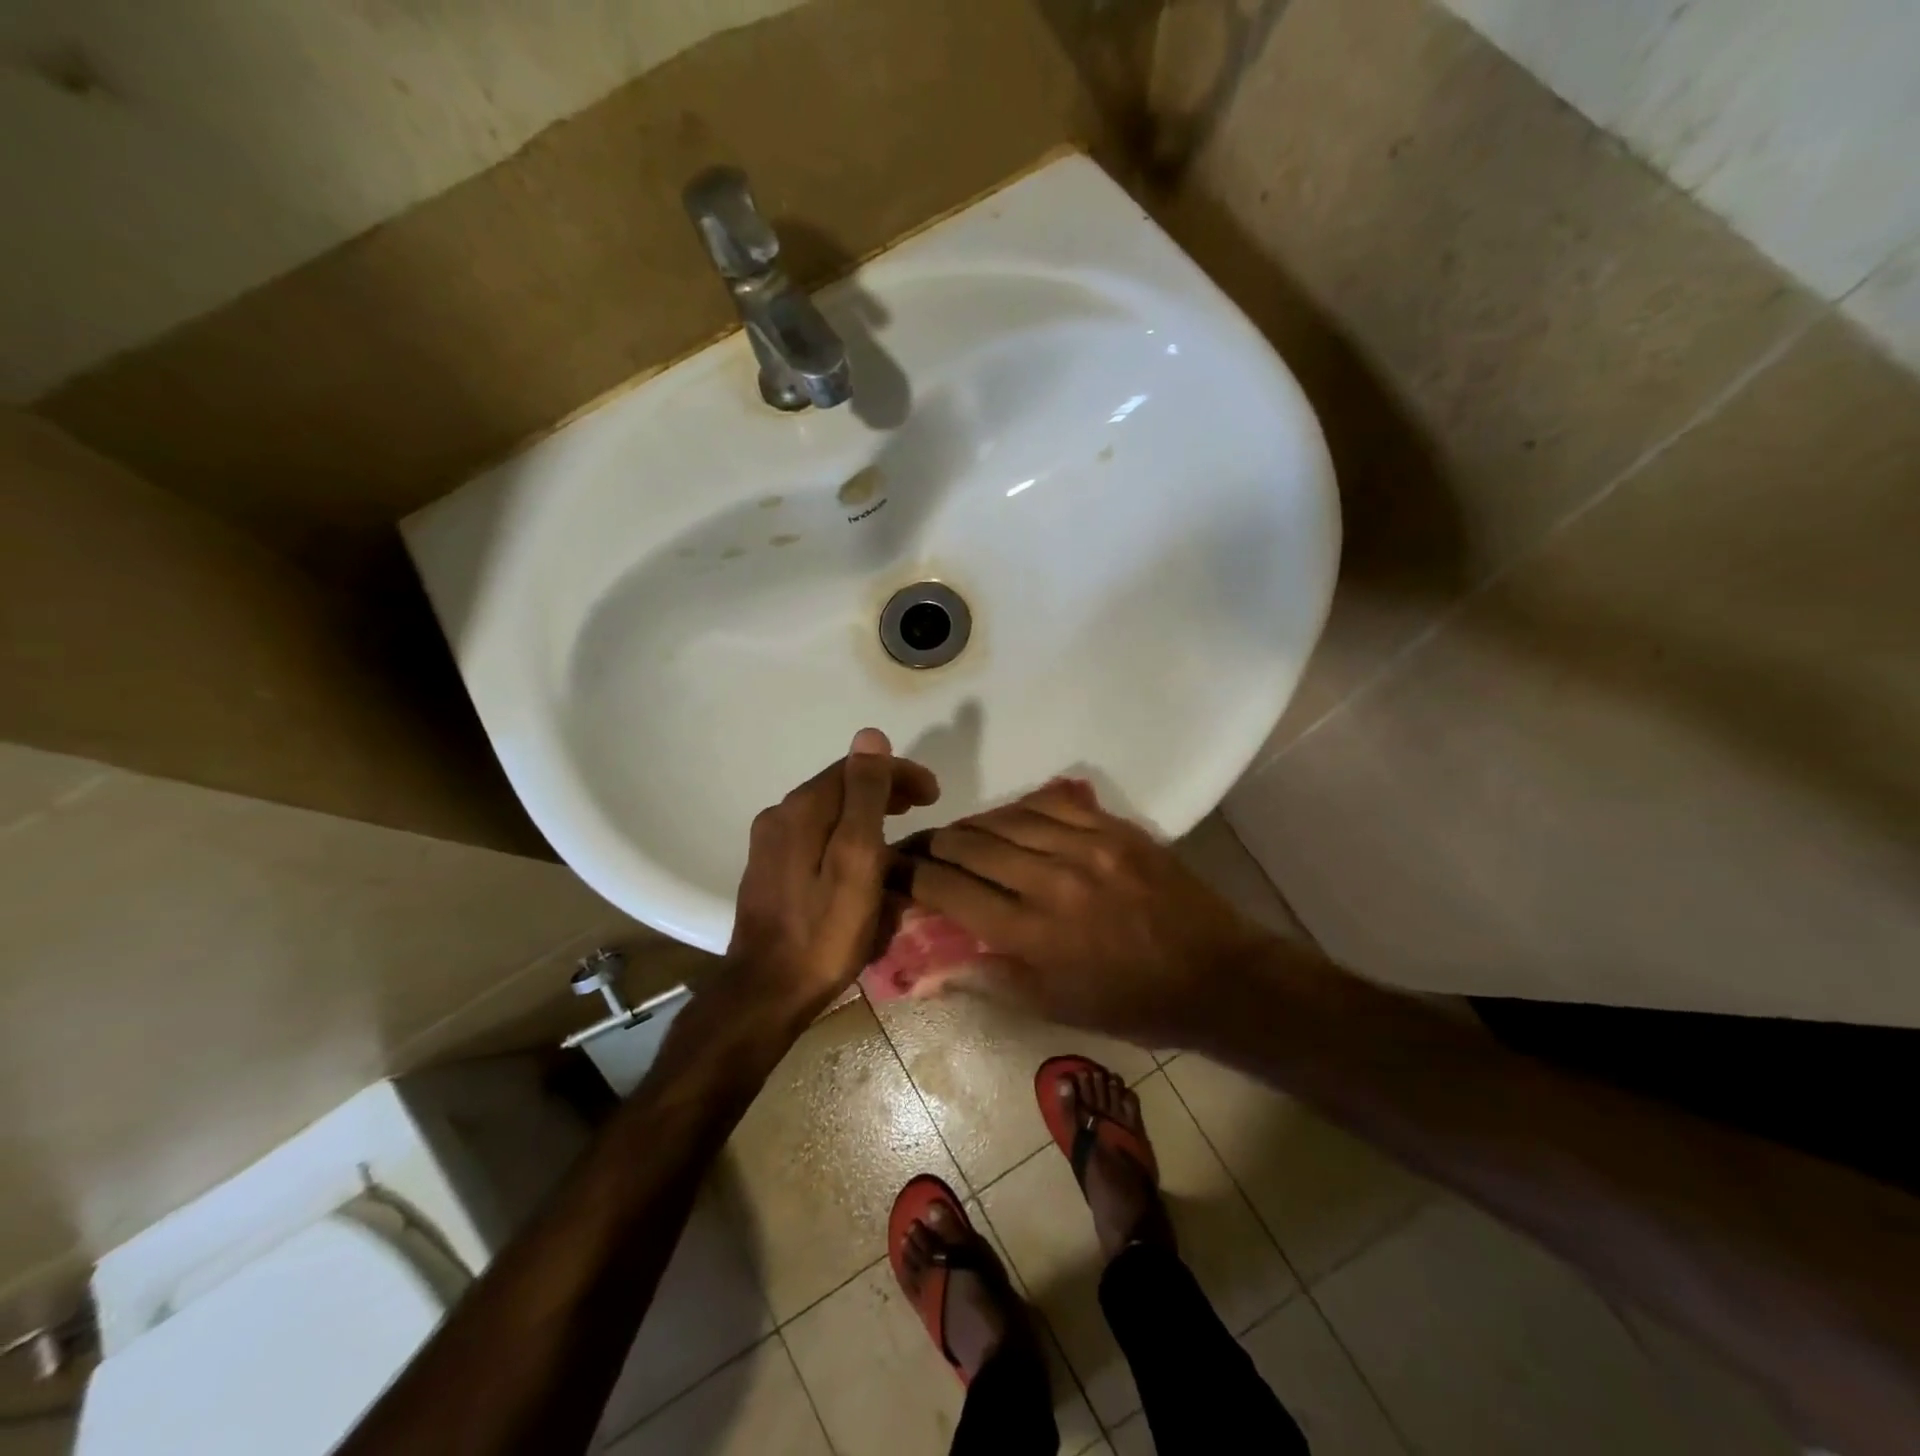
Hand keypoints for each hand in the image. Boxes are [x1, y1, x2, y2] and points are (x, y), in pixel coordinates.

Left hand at [725, 728, 938, 1016]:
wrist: (766, 991)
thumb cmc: (824, 931)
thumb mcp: (857, 860)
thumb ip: (865, 796)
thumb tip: (870, 735)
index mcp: (802, 808)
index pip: (856, 767)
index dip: (899, 772)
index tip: (934, 793)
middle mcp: (780, 814)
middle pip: (840, 786)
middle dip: (884, 788)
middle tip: (922, 805)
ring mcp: (770, 843)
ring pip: (827, 810)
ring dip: (865, 810)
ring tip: (898, 828)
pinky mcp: (769, 868)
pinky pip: (815, 834)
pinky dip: (844, 833)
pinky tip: (860, 856)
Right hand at [902, 780, 1272, 1044]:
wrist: (1216, 974)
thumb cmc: (1130, 1003)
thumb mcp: (1054, 1008)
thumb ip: (987, 979)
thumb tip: (926, 966)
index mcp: (1033, 933)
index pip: (950, 890)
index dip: (913, 876)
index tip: (895, 871)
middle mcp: (1052, 880)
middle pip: (970, 844)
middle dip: (934, 845)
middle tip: (920, 850)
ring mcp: (1087, 846)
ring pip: (1006, 817)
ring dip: (973, 825)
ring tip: (959, 835)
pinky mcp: (1115, 828)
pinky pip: (1052, 802)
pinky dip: (1021, 809)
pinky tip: (1010, 818)